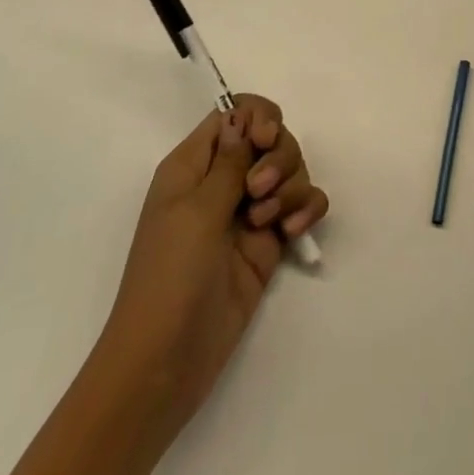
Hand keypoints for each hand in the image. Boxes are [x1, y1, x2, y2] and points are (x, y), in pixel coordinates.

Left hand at [95, 97, 328, 447]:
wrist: (167, 360)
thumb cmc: (169, 276)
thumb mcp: (196, 210)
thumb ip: (229, 161)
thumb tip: (242, 115)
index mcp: (193, 166)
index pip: (233, 114)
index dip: (257, 117)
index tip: (266, 138)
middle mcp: (221, 181)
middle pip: (270, 138)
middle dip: (277, 157)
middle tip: (258, 192)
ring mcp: (248, 212)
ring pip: (290, 170)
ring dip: (290, 187)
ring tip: (269, 224)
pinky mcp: (269, 242)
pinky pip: (301, 206)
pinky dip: (305, 209)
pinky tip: (295, 232)